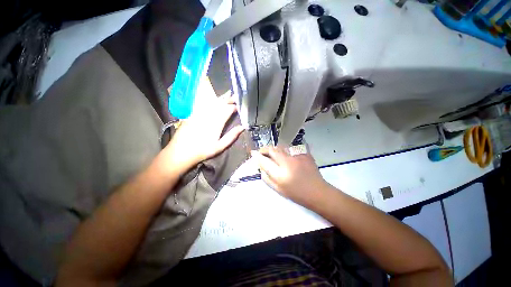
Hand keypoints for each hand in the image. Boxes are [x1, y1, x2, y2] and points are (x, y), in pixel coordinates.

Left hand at [164, 92, 244, 172]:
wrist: (181, 151)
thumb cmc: (203, 150)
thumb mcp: (220, 146)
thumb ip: (232, 136)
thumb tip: (242, 127)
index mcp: (217, 122)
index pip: (228, 110)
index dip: (234, 107)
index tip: (239, 106)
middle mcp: (209, 115)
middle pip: (221, 104)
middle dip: (229, 99)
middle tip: (235, 96)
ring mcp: (200, 113)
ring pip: (212, 102)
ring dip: (221, 98)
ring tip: (227, 94)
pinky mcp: (193, 113)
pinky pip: (203, 103)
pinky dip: (210, 100)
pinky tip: (212, 98)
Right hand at [251, 146, 328, 207]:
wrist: (317, 191)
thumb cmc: (297, 194)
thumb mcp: (278, 190)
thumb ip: (267, 178)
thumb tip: (260, 167)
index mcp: (281, 175)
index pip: (265, 161)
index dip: (257, 156)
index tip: (253, 153)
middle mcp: (288, 163)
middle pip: (272, 150)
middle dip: (265, 149)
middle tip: (262, 152)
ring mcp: (297, 156)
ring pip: (280, 147)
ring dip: (274, 149)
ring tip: (273, 154)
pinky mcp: (304, 153)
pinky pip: (290, 148)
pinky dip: (285, 150)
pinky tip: (286, 156)